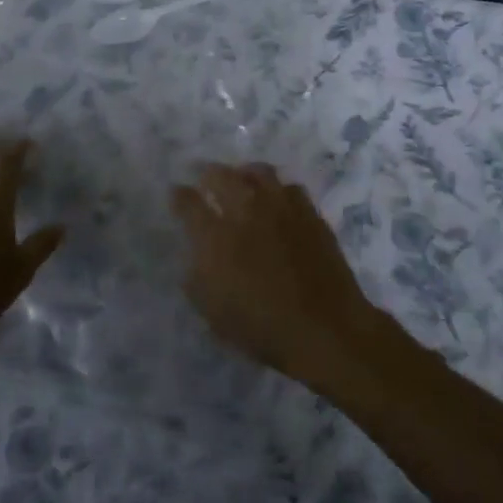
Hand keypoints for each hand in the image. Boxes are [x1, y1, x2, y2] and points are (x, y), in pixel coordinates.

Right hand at [171, 162, 378, 384]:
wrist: (326, 330)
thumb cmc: (264, 329)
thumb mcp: (214, 313)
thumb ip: (197, 278)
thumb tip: (196, 255)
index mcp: (216, 237)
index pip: (188, 203)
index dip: (179, 196)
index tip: (177, 195)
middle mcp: (246, 211)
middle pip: (220, 175)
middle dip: (208, 175)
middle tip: (206, 181)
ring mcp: (280, 207)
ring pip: (258, 172)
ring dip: (244, 174)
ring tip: (241, 181)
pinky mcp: (309, 212)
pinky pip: (289, 187)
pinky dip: (277, 190)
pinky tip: (277, 201)